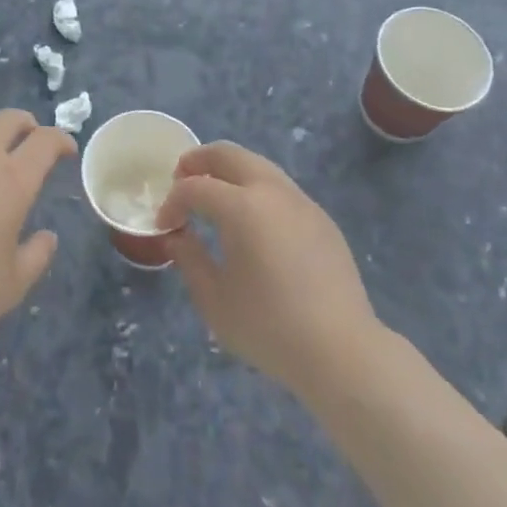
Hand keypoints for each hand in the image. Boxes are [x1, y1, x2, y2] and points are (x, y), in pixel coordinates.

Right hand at [159, 142, 379, 395]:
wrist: (342, 352)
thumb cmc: (270, 328)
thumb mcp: (214, 300)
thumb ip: (189, 259)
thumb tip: (178, 235)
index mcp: (242, 206)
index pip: (195, 187)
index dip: (173, 201)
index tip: (164, 224)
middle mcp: (271, 190)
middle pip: (228, 154)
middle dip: (198, 161)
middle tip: (181, 180)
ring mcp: (300, 200)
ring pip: (257, 164)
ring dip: (229, 171)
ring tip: (214, 197)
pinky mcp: (320, 217)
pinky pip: (279, 187)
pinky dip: (255, 189)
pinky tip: (253, 221)